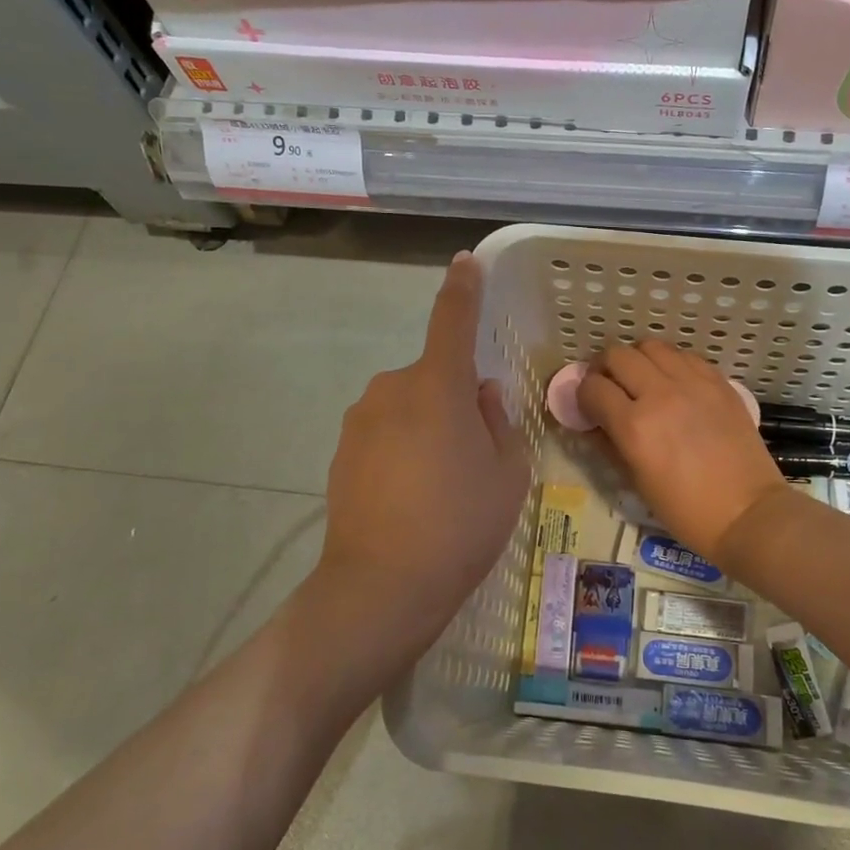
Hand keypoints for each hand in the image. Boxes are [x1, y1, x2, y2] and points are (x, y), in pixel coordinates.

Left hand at [311, 252, 530, 677]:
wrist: (382, 586)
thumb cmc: (460, 524)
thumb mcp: (507, 473)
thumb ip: (499, 422)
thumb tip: (481, 395)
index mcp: (438, 385)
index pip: (452, 320)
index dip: (462, 289)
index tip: (466, 263)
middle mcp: (392, 389)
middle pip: (434, 377)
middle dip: (455, 399)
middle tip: (474, 454)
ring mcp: (360, 420)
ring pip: (408, 406)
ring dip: (428, 426)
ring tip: (441, 485)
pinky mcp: (342, 450)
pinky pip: (385, 432)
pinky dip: (402, 449)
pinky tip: (411, 498)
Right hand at [577, 341, 783, 560]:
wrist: (747, 513)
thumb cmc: (686, 510)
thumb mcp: (636, 482)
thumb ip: (608, 445)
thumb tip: (592, 424)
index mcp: (635, 426)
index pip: (593, 388)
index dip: (583, 395)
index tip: (587, 406)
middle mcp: (661, 394)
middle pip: (617, 355)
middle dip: (604, 369)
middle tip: (608, 387)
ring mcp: (693, 383)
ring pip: (650, 346)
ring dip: (637, 360)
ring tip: (640, 380)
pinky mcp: (718, 381)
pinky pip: (684, 355)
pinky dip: (669, 363)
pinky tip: (672, 383)